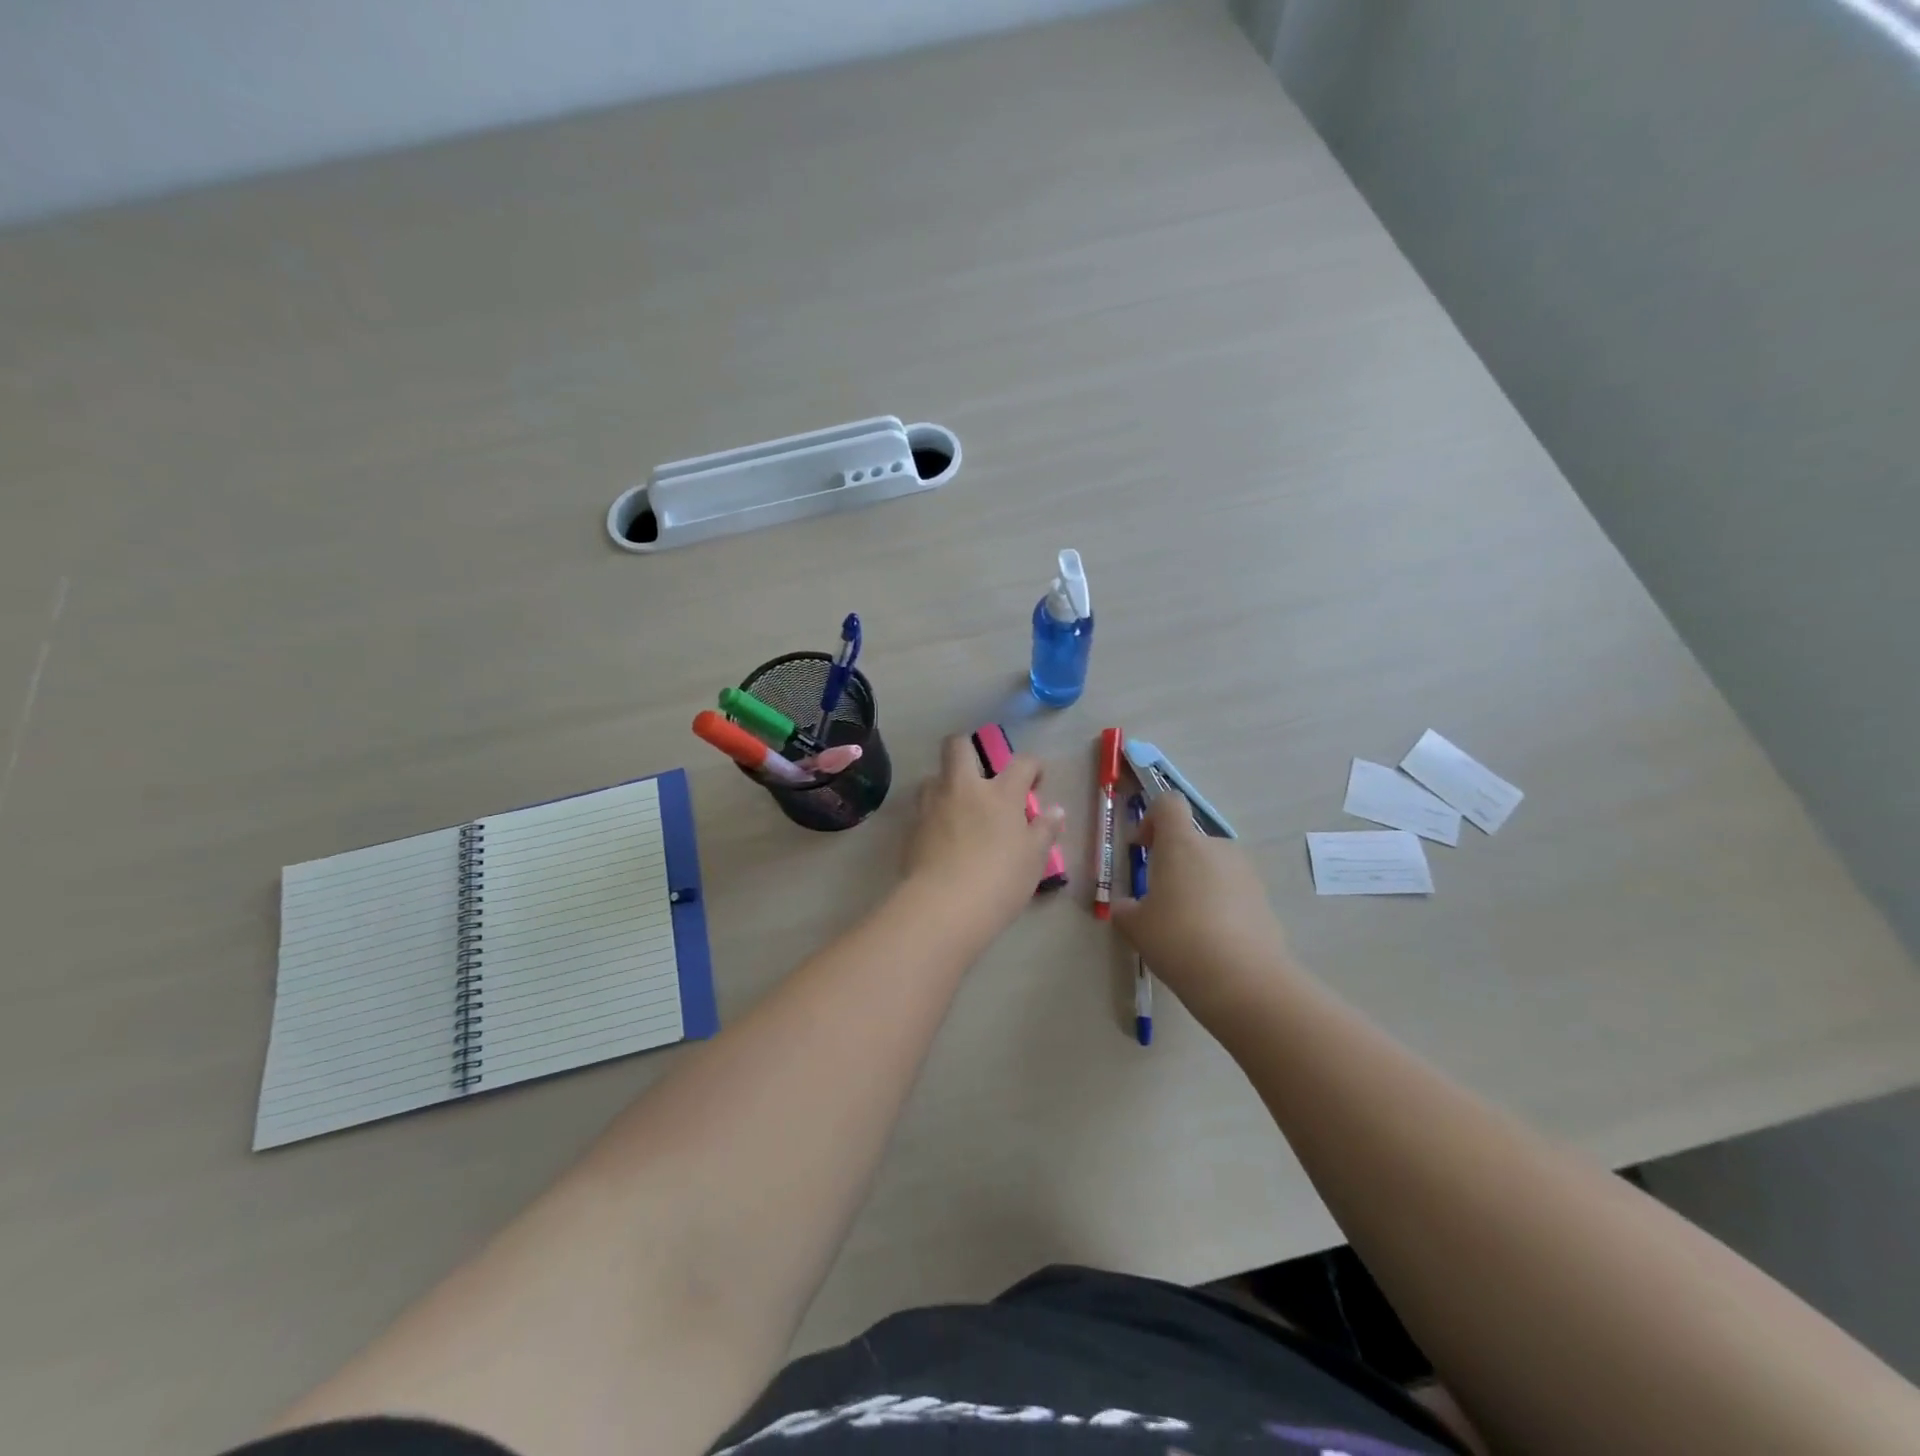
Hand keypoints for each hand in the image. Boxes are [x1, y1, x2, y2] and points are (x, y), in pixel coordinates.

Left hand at [904, 736, 1065, 927]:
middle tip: (981, 774)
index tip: (1034, 782)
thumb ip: (1044, 831)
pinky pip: (922, 810)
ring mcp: (932, 805)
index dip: (1032, 767)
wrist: (944, 906)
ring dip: (946, 785)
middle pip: (958, 746)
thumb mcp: (1033, 859)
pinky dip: (933, 816)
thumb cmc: (999, 881)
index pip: (1022, 763)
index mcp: (1000, 793)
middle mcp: (963, 788)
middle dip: (968, 749)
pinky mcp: (912, 828)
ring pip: (933, 777)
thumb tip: (1056, 811)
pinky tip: (942, 838)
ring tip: (958, 809)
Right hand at [1111, 793, 1293, 1022]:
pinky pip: (1233, 892)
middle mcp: (1216, 848)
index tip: (1142, 847)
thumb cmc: (1178, 940)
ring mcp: (1246, 873)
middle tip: (1159, 899)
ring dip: (1197, 884)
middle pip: (1191, 840)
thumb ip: (1126, 909)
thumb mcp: (1135, 927)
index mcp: (1181, 843)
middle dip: (1174, 862)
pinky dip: (1219, 906)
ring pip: (1213, 867)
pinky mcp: (1264, 900)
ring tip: (1186, 926)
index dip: (1152, 818)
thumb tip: (1127, 907)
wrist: (1244, 980)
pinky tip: (1211, 942)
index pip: (1169, 804)